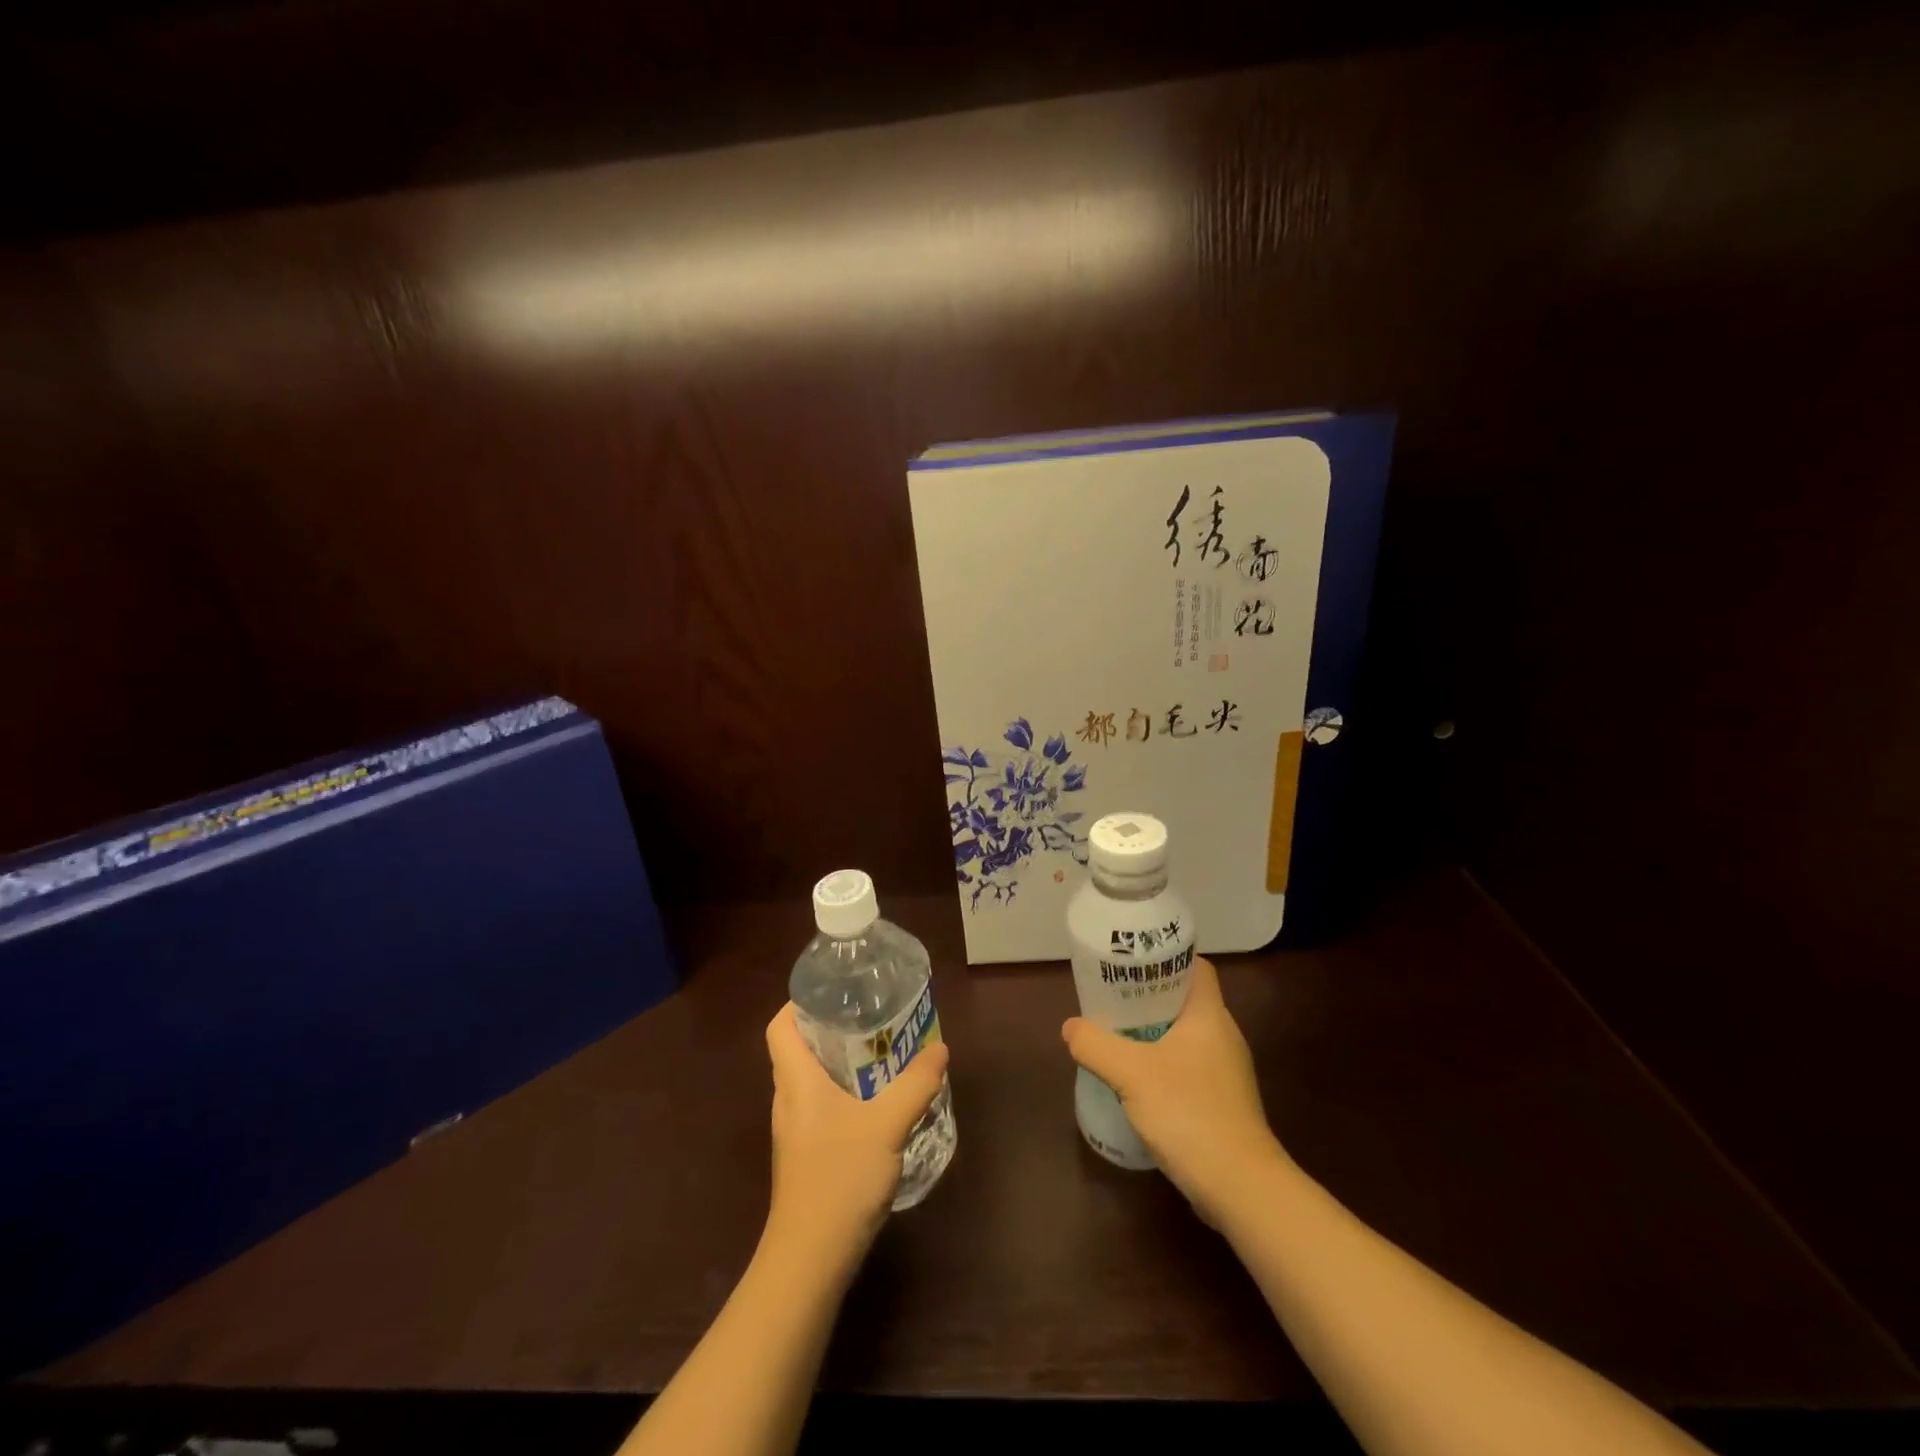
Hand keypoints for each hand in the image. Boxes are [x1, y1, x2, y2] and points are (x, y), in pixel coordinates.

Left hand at [763, 1003, 949, 1269]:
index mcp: (796, 1081)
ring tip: (881, 1050)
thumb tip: (939, 1049)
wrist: (810, 1260)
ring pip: (813, 1079)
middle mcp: (790, 1099)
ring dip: (842, 1061)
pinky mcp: (808, 1154)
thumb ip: (915, 1085)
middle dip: (832, 1026)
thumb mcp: (887, 1125)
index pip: (780, 1026)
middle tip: (872, 1014)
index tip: (835, 990)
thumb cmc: (839, 1179)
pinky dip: (846, 1092)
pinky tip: (878, 1101)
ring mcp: (796, 1130)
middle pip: (800, 1048)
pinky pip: (823, 1106)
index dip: (799, 1002)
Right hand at [1062, 955, 1284, 1224]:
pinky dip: (1162, 1065)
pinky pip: (1188, 1068)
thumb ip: (1096, 1045)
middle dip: (1148, 997)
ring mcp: (1226, 1072)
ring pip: (1185, 1036)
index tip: (1132, 963)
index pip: (1196, 967)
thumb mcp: (1131, 1073)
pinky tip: (1137, 1082)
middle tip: (1113, 999)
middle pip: (1185, 1000)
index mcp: (1209, 1015)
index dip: (1166, 959)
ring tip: (1117, 1036)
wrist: (1240, 1188)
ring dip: (1153, 1034)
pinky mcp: (1222, 1103)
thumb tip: (1071, 1027)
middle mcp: (1223, 1036)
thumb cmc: (1190, 1113)